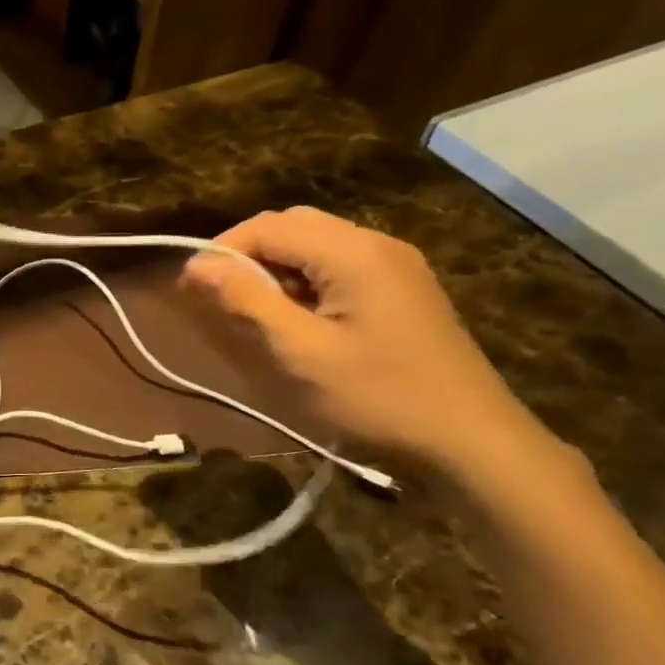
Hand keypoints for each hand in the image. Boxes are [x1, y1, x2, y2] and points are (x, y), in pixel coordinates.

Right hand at [181, 207, 548, 476]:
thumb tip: (197, 266)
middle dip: (249, 253)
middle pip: (293, 226)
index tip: (192, 286)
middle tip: (222, 297)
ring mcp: (395, 264)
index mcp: (352, 252)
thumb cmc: (379, 396)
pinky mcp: (403, 287)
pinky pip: (340, 264)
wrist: (472, 439)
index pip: (269, 226)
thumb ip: (248, 301)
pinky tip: (301, 318)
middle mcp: (376, 243)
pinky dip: (307, 279)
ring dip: (278, 267)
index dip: (223, 248)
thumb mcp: (301, 352)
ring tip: (257, 312)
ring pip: (317, 244)